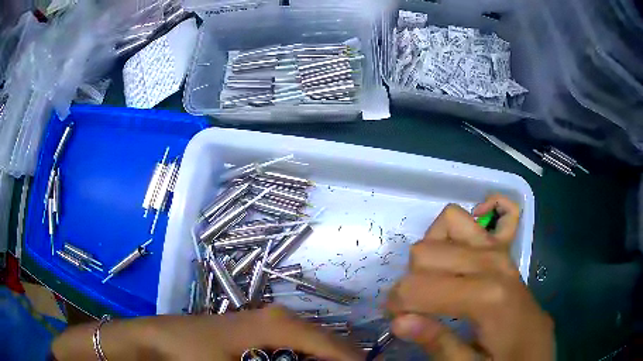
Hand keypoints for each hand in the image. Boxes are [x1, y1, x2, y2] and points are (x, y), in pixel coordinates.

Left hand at [53, 306, 362, 360]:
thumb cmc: (192, 355)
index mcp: (280, 324)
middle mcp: (278, 316)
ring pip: (310, 344)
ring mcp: (265, 320)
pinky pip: (293, 346)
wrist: (156, 339)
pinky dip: (304, 359)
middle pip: (325, 343)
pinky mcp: (254, 329)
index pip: (332, 346)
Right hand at [386, 195, 552, 360]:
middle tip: (415, 311)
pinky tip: (451, 255)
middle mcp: (492, 261)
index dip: (398, 306)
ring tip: (433, 285)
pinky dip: (452, 229)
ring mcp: (498, 248)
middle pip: (425, 252)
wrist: (534, 344)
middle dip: (410, 283)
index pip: (420, 286)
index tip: (400, 324)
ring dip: (428, 256)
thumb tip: (398, 321)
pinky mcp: (500, 246)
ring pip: (445, 224)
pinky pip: (468, 217)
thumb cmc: (504, 359)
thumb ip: (437, 343)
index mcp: (486, 296)